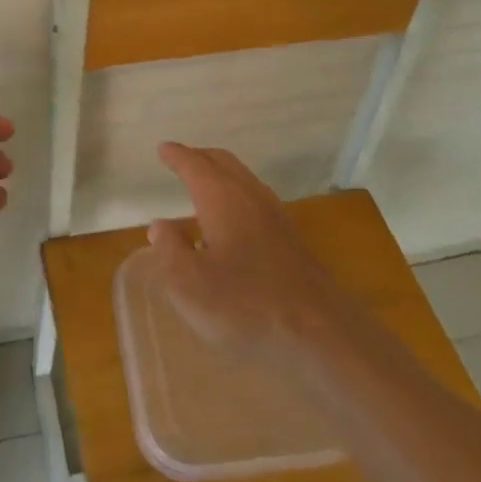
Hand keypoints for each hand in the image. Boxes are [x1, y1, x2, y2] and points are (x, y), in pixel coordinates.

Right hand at [147, 143, 352, 359]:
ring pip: (243, 179)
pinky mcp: (291, 239)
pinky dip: (236, 193)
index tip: (163, 149)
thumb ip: (170, 250)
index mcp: (222, 199)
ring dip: (221, 173)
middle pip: (223, 163)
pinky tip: (233, 219)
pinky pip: (256, 198)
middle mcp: (250, 197)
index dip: (177, 156)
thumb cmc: (245, 305)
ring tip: (204, 183)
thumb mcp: (189, 284)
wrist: (320, 332)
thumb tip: (161, 226)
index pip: (195, 166)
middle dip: (200, 157)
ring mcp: (276, 217)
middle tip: (181, 158)